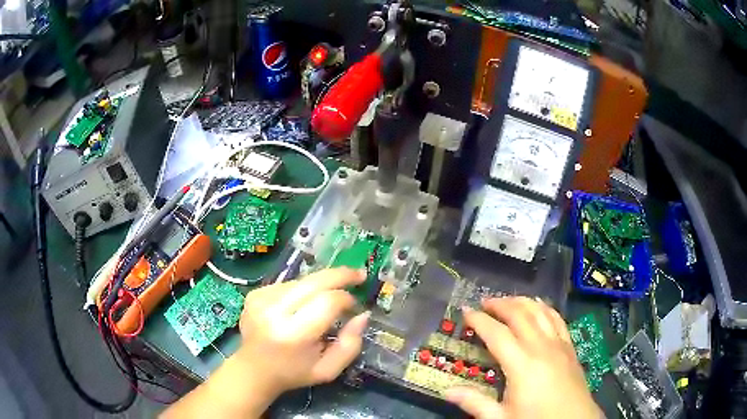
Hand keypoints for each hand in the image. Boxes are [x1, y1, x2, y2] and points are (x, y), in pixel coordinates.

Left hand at [235, 267, 370, 393]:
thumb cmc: (294, 373)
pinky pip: (288, 284)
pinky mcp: (255, 294)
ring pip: (302, 281)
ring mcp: (261, 299)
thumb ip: (350, 345)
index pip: (327, 302)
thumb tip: (362, 315)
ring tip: (323, 302)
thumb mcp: (328, 370)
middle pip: (314, 281)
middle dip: (340, 275)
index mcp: (293, 334)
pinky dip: (301, 291)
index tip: (355, 306)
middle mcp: (274, 311)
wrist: (253, 370)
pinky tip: (300, 306)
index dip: (346, 299)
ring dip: (319, 287)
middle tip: (359, 274)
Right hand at [444, 297, 601, 418]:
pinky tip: (539, 307)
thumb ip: (474, 403)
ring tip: (508, 300)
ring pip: (540, 311)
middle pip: (520, 314)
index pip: (496, 333)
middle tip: (484, 302)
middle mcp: (540, 346)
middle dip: (500, 304)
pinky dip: (545, 308)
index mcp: (521, 364)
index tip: (465, 310)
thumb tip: (447, 391)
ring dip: (522, 301)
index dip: (479, 320)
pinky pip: (557, 318)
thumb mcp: (501, 417)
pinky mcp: (569, 346)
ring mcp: (558, 343)